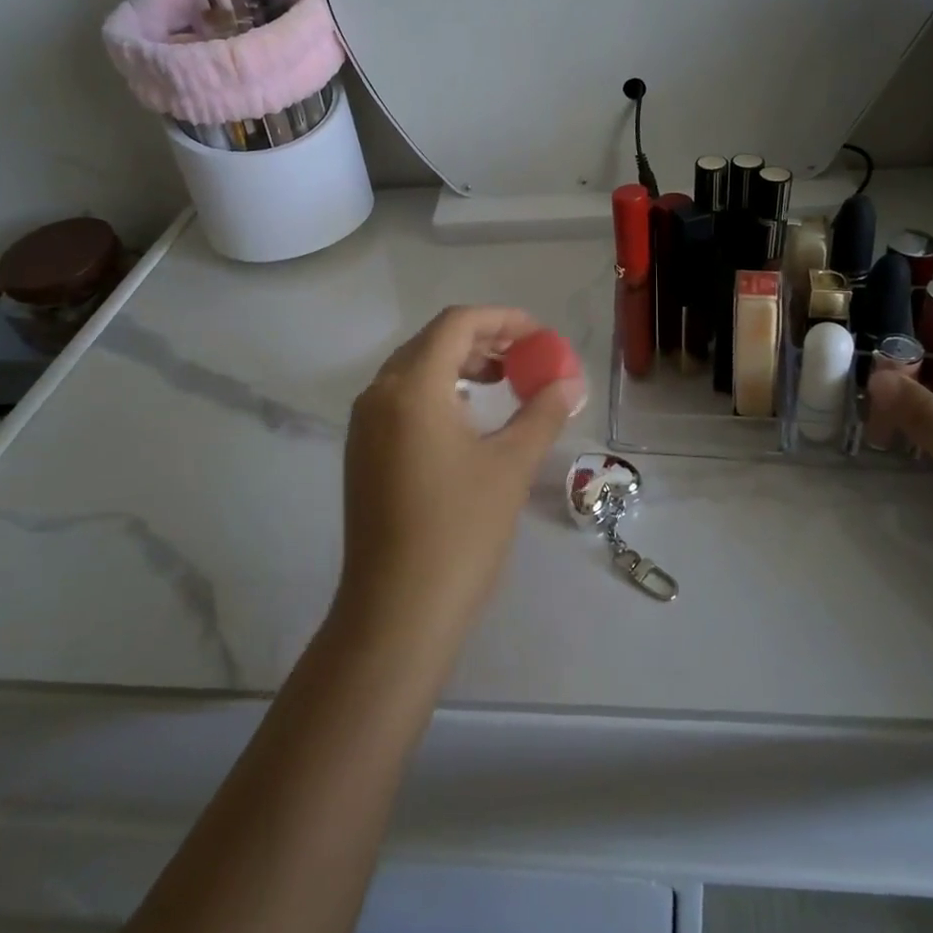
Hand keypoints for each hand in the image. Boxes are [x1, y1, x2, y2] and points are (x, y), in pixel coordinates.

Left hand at [339, 306, 585, 642]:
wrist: (396, 612)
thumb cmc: (459, 531)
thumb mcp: (510, 466)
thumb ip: (542, 412)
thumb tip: (570, 383)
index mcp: (412, 388)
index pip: (456, 324)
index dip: (502, 320)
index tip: (539, 337)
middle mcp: (379, 395)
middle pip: (432, 342)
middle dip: (483, 342)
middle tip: (525, 359)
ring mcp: (364, 426)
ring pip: (414, 371)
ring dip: (459, 367)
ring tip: (501, 384)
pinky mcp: (362, 453)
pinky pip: (401, 400)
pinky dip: (437, 393)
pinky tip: (466, 420)